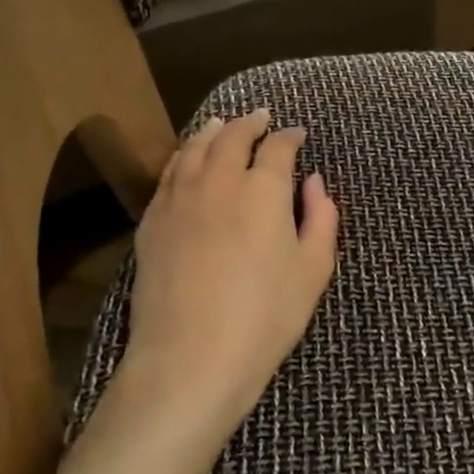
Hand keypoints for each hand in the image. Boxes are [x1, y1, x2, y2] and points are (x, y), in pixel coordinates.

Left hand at [120, 109, 339, 434]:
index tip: (298, 134)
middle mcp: (220, 180)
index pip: (279, 147)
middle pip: (233, 136)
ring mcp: (180, 197)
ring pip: (196, 148)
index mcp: (265, 189)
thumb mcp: (314, 270)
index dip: (290, 136)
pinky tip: (187, 159)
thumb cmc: (265, 317)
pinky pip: (169, 173)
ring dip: (213, 131)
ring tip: (221, 124)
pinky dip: (184, 156)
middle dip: (250, 123)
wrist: (191, 356)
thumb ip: (321, 217)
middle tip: (260, 117)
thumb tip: (314, 181)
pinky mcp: (153, 219)